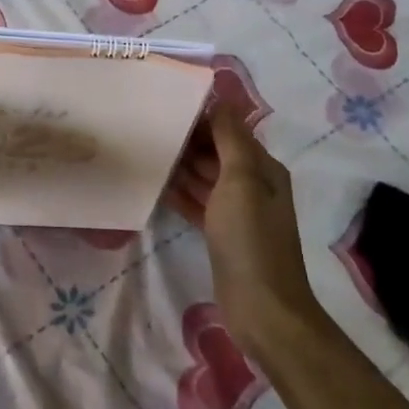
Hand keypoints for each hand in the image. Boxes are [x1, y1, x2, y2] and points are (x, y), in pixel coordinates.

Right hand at [164, 104, 321, 357]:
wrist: (262, 309)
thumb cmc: (251, 238)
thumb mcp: (242, 180)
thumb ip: (230, 138)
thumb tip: (219, 99)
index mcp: (263, 168)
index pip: (230, 130)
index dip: (202, 116)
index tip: (166, 104)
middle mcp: (252, 185)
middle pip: (216, 152)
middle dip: (188, 139)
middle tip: (148, 125)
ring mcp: (236, 212)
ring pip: (204, 177)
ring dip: (181, 164)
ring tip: (145, 149)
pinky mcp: (220, 234)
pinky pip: (197, 202)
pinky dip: (179, 192)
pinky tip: (154, 183)